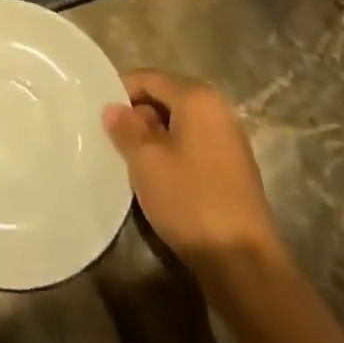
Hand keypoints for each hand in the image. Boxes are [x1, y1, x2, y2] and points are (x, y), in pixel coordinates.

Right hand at [104, 70, 283, 276]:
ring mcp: (230, 141)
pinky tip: (158, 178)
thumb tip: (114, 108)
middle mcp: (218, 110)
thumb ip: (125, 127)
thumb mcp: (145, 160)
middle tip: (113, 139)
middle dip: (138, 115)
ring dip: (154, 137)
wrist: (244, 265)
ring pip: (179, 124)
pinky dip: (173, 153)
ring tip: (132, 160)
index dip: (121, 91)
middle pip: (166, 98)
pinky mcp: (234, 169)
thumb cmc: (190, 200)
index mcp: (198, 98)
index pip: (149, 78)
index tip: (100, 114)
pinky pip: (193, 145)